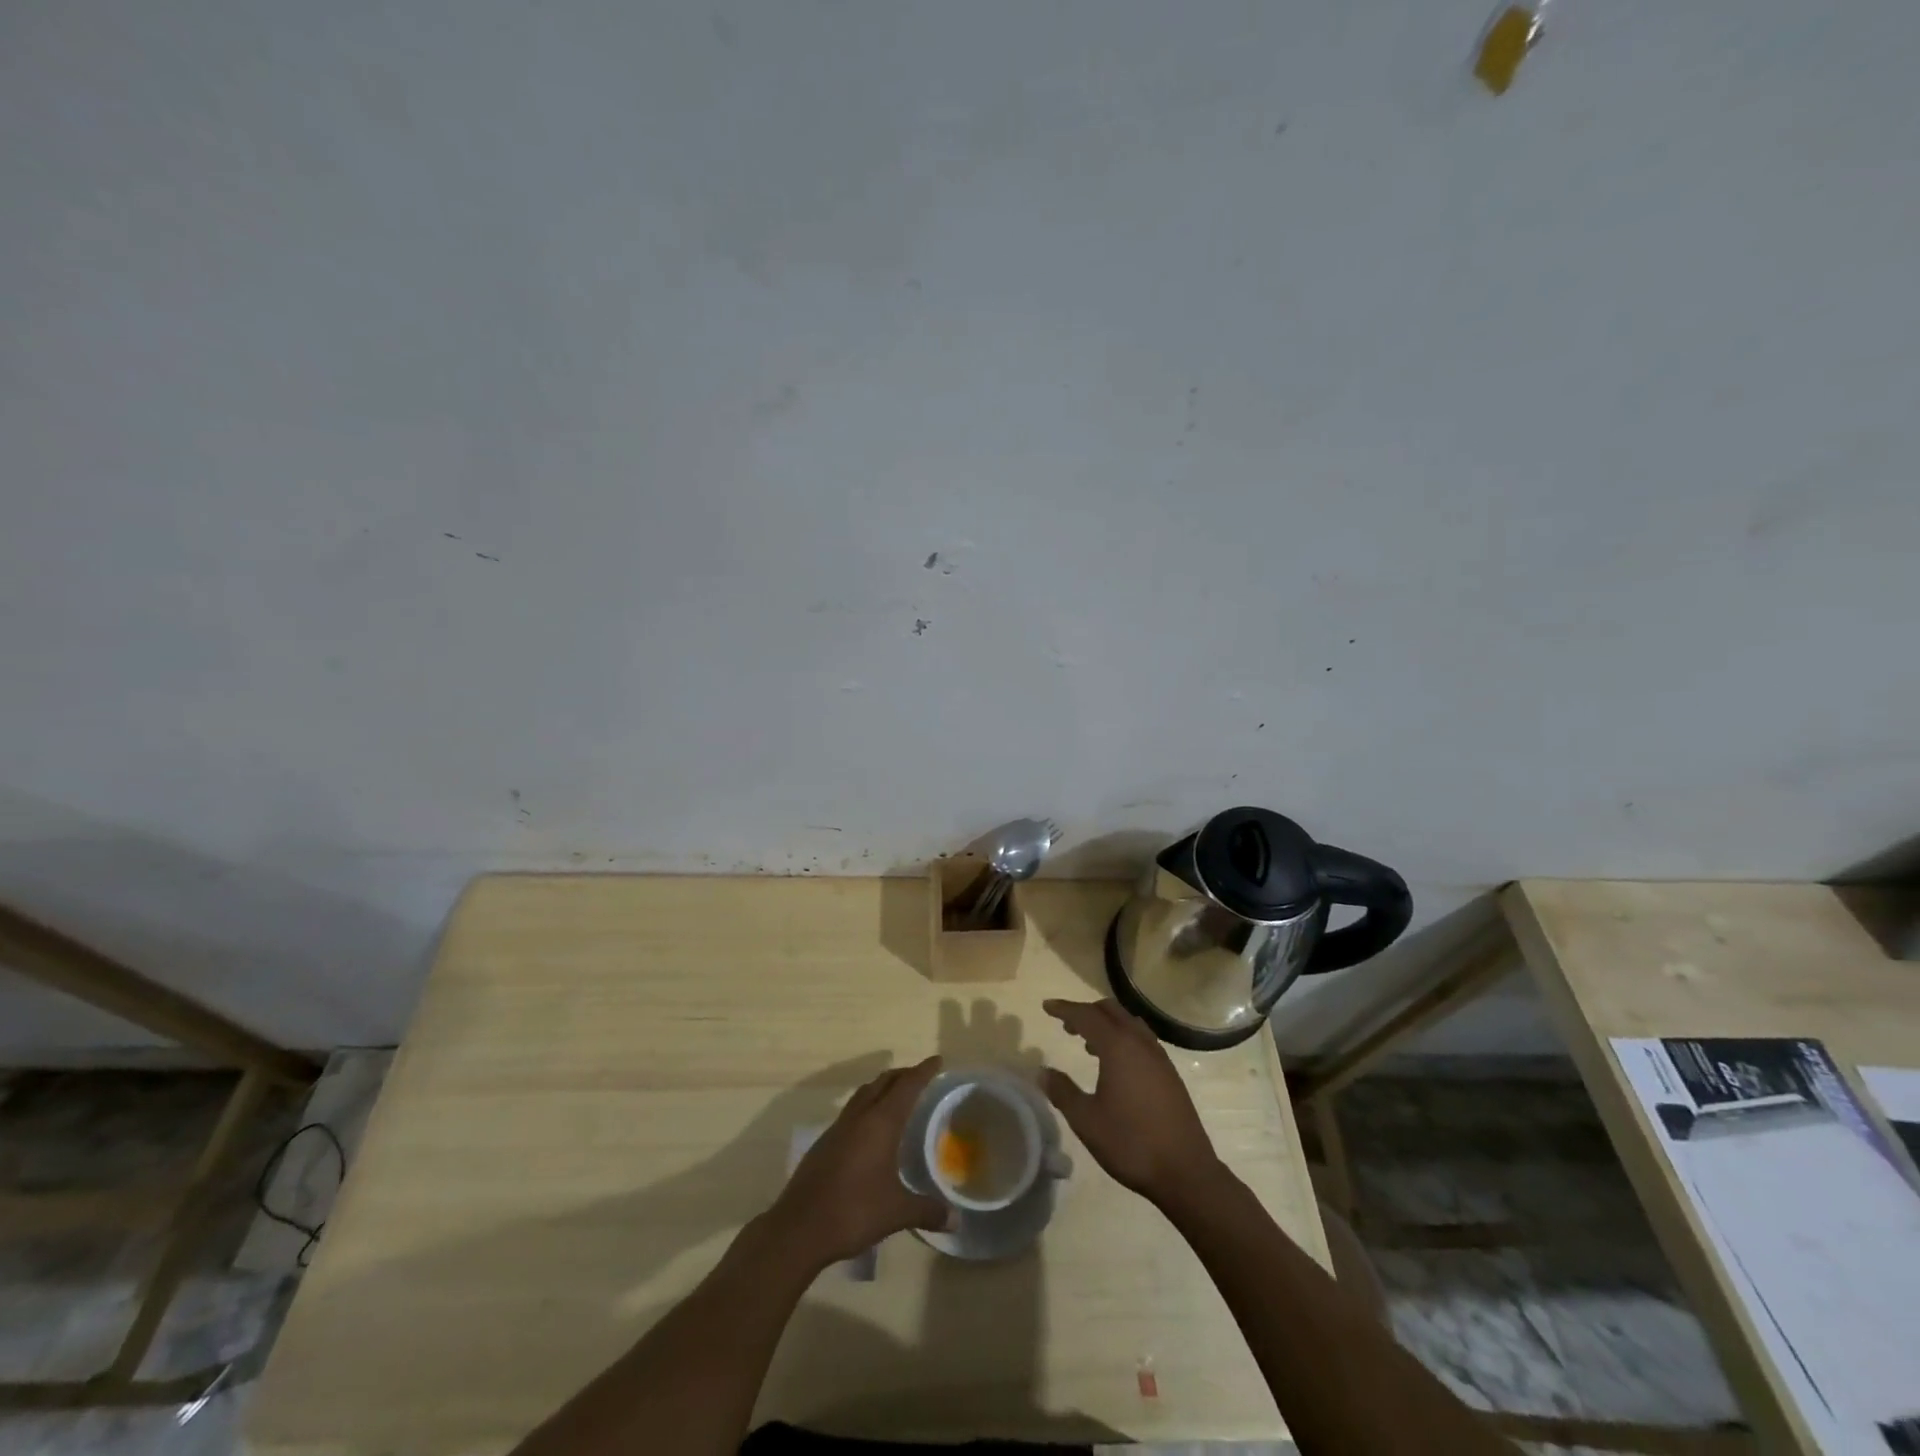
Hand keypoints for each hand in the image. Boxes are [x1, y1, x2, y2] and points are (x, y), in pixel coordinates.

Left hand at [767, 1056, 951, 1267]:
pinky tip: (870, 1130)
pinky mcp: (824, 1143)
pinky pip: (852, 1111)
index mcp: (880, 1123)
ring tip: (896, 1096)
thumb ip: (927, 1211)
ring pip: (864, 1094)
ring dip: (882, 1088)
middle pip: (883, 1082)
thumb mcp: (896, 1212)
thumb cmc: (853, 1211)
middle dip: (903, 1074)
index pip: (907, 1086)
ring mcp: (838, 1128)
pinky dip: (867, 1106)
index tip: (937, 1060)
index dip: (923, 1071)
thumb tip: (956, 1220)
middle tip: (921, 1076)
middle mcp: (859, 1117)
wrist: (799, 1228)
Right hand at [1042, 999, 1221, 1204]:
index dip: (1064, 1009)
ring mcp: (1159, 1057)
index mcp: (1118, 1047)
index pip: (1087, 1015)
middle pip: (1110, 1011)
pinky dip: (1123, 1038)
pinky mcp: (1169, 1073)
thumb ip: (1062, 1092)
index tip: (1046, 1007)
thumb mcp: (1086, 1120)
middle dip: (1086, 1012)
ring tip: (1089, 1044)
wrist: (1186, 1171)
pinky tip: (1116, 1065)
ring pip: (1129, 1023)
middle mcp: (1140, 1043)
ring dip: (1107, 1024)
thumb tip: (1043, 1072)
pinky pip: (1141, 1039)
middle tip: (1067, 1025)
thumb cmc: (1131, 1143)